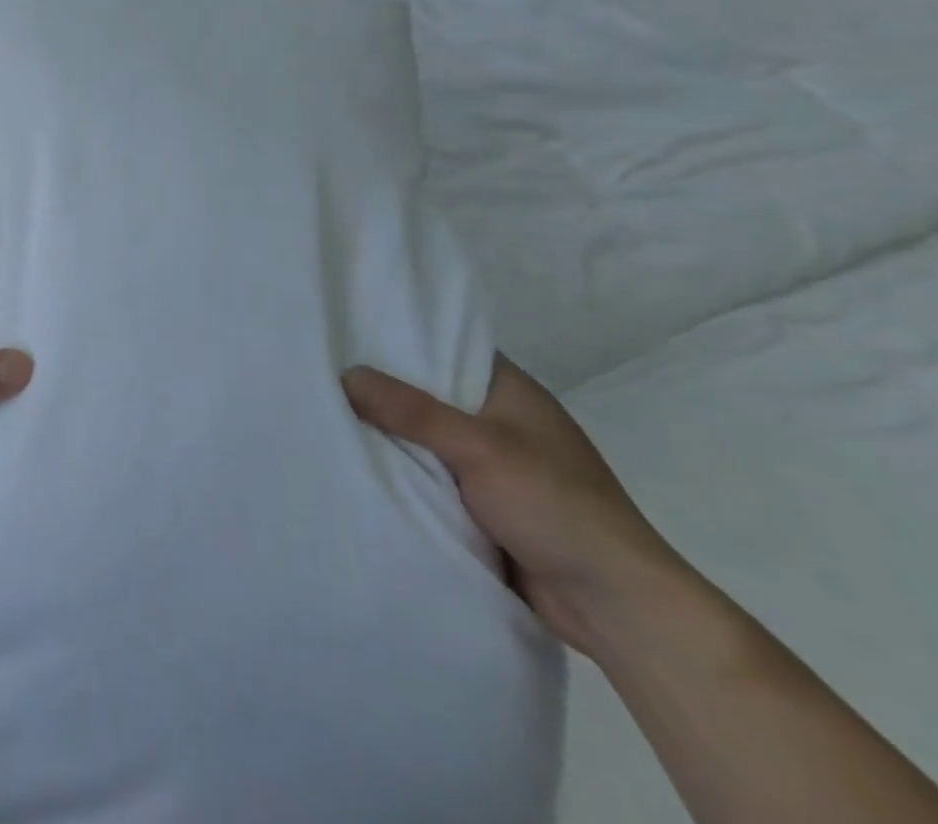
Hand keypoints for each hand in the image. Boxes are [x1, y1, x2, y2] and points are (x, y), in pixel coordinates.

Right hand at [343, 356, 690, 657]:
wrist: (615, 608)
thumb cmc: (555, 506)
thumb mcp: (479, 448)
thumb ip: (412, 412)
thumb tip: (346, 374)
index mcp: (510, 390)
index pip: (445, 345)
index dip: (399, 336)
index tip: (346, 329)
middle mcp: (499, 419)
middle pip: (428, 392)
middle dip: (382, 388)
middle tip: (322, 371)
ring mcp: (492, 464)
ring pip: (425, 437)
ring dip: (389, 434)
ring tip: (327, 412)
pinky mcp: (483, 504)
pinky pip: (430, 475)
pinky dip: (403, 471)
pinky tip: (358, 462)